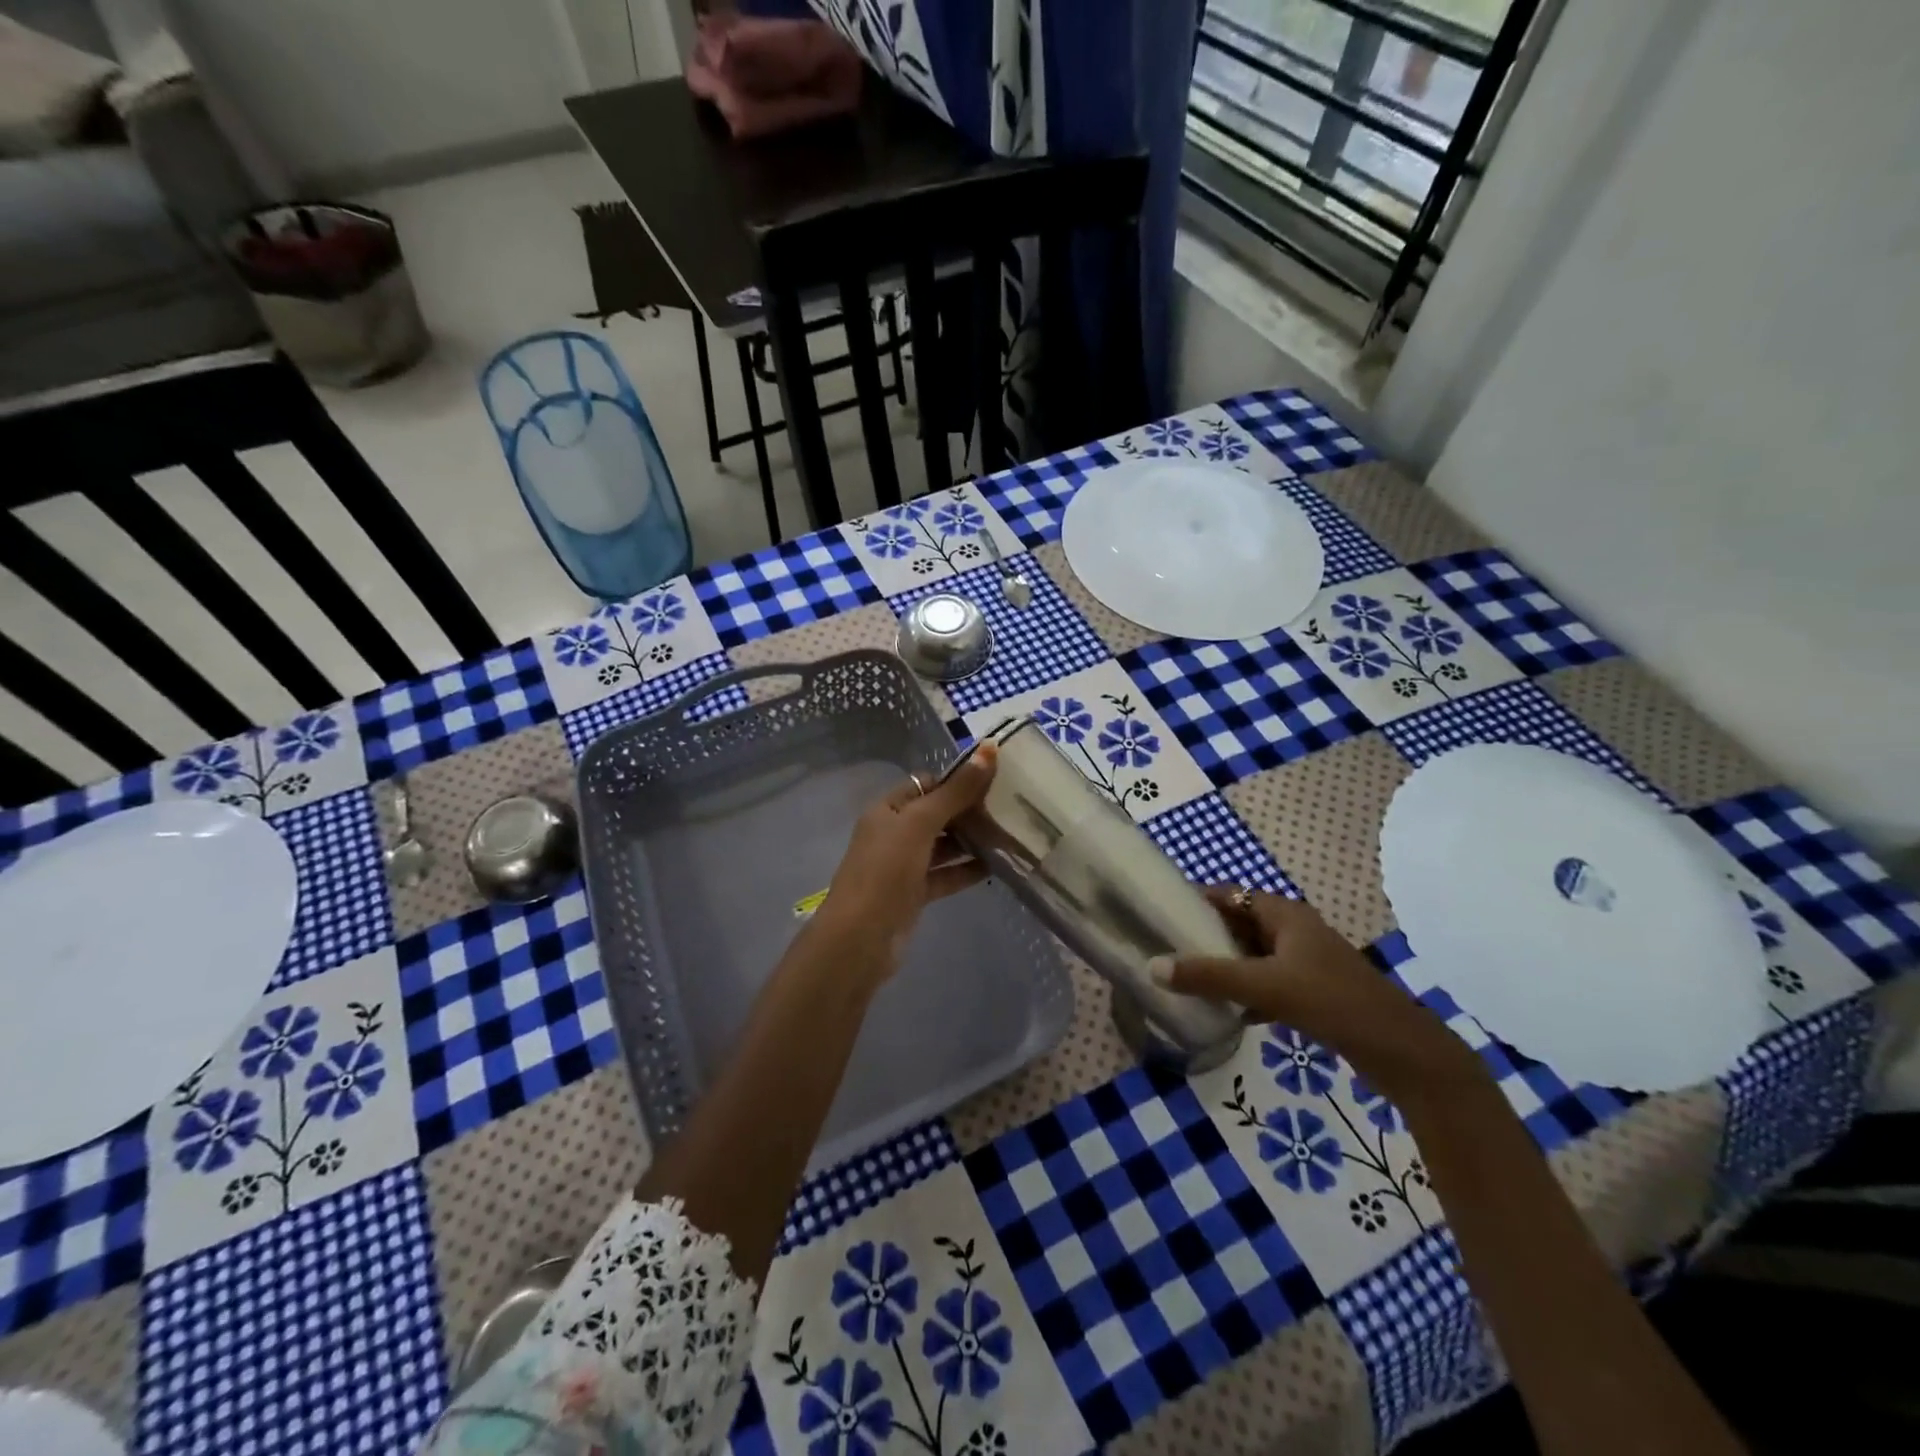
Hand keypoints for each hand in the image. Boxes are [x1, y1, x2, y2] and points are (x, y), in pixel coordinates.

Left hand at [805, 744, 998, 982]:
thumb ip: (956, 791)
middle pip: (937, 814)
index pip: (926, 783)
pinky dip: (967, 869)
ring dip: (972, 840)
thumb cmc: (886, 870)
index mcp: (888, 809)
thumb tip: (989, 749)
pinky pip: (946, 874)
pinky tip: (997, 866)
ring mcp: (904, 865)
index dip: (957, 780)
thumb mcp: (920, 823)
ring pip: (944, 845)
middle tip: (1011, 807)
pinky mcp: (915, 893)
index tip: (995, 779)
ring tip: (1011, 834)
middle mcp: (894, 833)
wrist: (861, 938)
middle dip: (969, 810)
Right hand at [1158, 888, 1488, 1106]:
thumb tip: (1152, 966)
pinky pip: (1267, 983)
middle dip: (1205, 936)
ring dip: (1224, 966)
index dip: (1196, 900)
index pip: (1229, 895)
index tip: (1160, 914)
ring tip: (1186, 979)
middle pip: (1239, 924)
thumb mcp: (1264, 986)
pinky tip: (1225, 1011)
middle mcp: (1294, 931)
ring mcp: (1306, 962)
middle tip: (1166, 949)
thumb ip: (1208, 976)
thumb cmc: (1332, 1002)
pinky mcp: (1313, 993)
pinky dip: (1245, 992)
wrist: (1401, 1052)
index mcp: (1285, 914)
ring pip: (1252, 956)